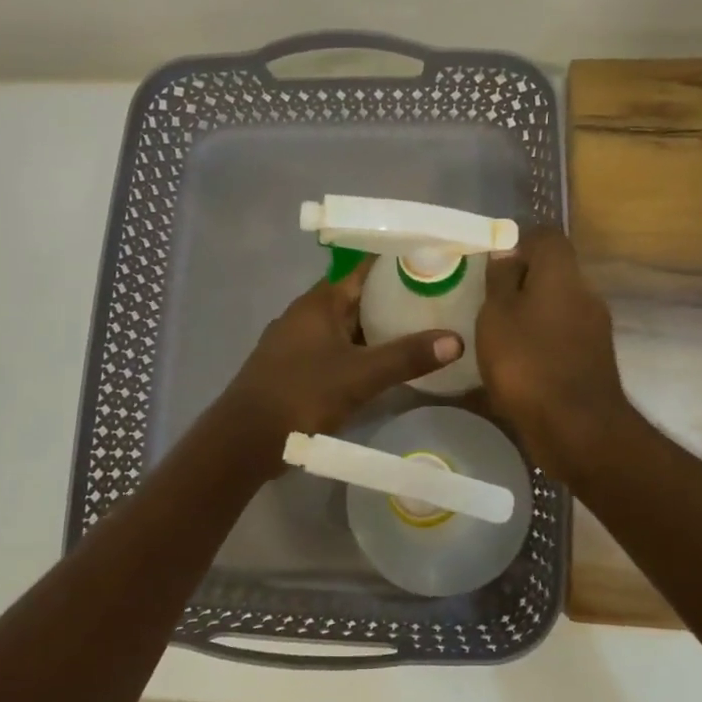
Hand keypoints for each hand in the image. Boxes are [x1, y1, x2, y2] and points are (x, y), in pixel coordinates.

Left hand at [221, 259, 462, 472]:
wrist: (244, 441)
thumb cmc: (300, 395)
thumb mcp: (360, 376)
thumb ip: (406, 357)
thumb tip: (457, 340)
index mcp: (318, 303)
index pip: (362, 267)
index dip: (395, 261)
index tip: (430, 260)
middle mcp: (305, 315)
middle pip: (356, 297)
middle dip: (393, 298)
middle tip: (438, 298)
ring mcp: (297, 343)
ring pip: (346, 327)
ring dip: (378, 328)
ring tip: (421, 330)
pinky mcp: (295, 370)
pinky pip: (336, 350)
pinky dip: (361, 352)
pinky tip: (385, 366)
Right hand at [476, 228, 634, 479]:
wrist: (577, 428)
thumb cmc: (527, 363)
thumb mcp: (497, 316)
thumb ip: (501, 280)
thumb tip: (507, 251)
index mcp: (562, 274)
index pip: (547, 237)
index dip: (519, 243)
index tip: (491, 264)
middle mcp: (585, 294)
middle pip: (553, 273)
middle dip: (522, 282)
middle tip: (486, 300)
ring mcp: (594, 329)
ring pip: (557, 307)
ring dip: (531, 315)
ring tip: (496, 334)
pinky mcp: (592, 360)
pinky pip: (561, 338)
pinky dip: (540, 343)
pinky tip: (515, 363)